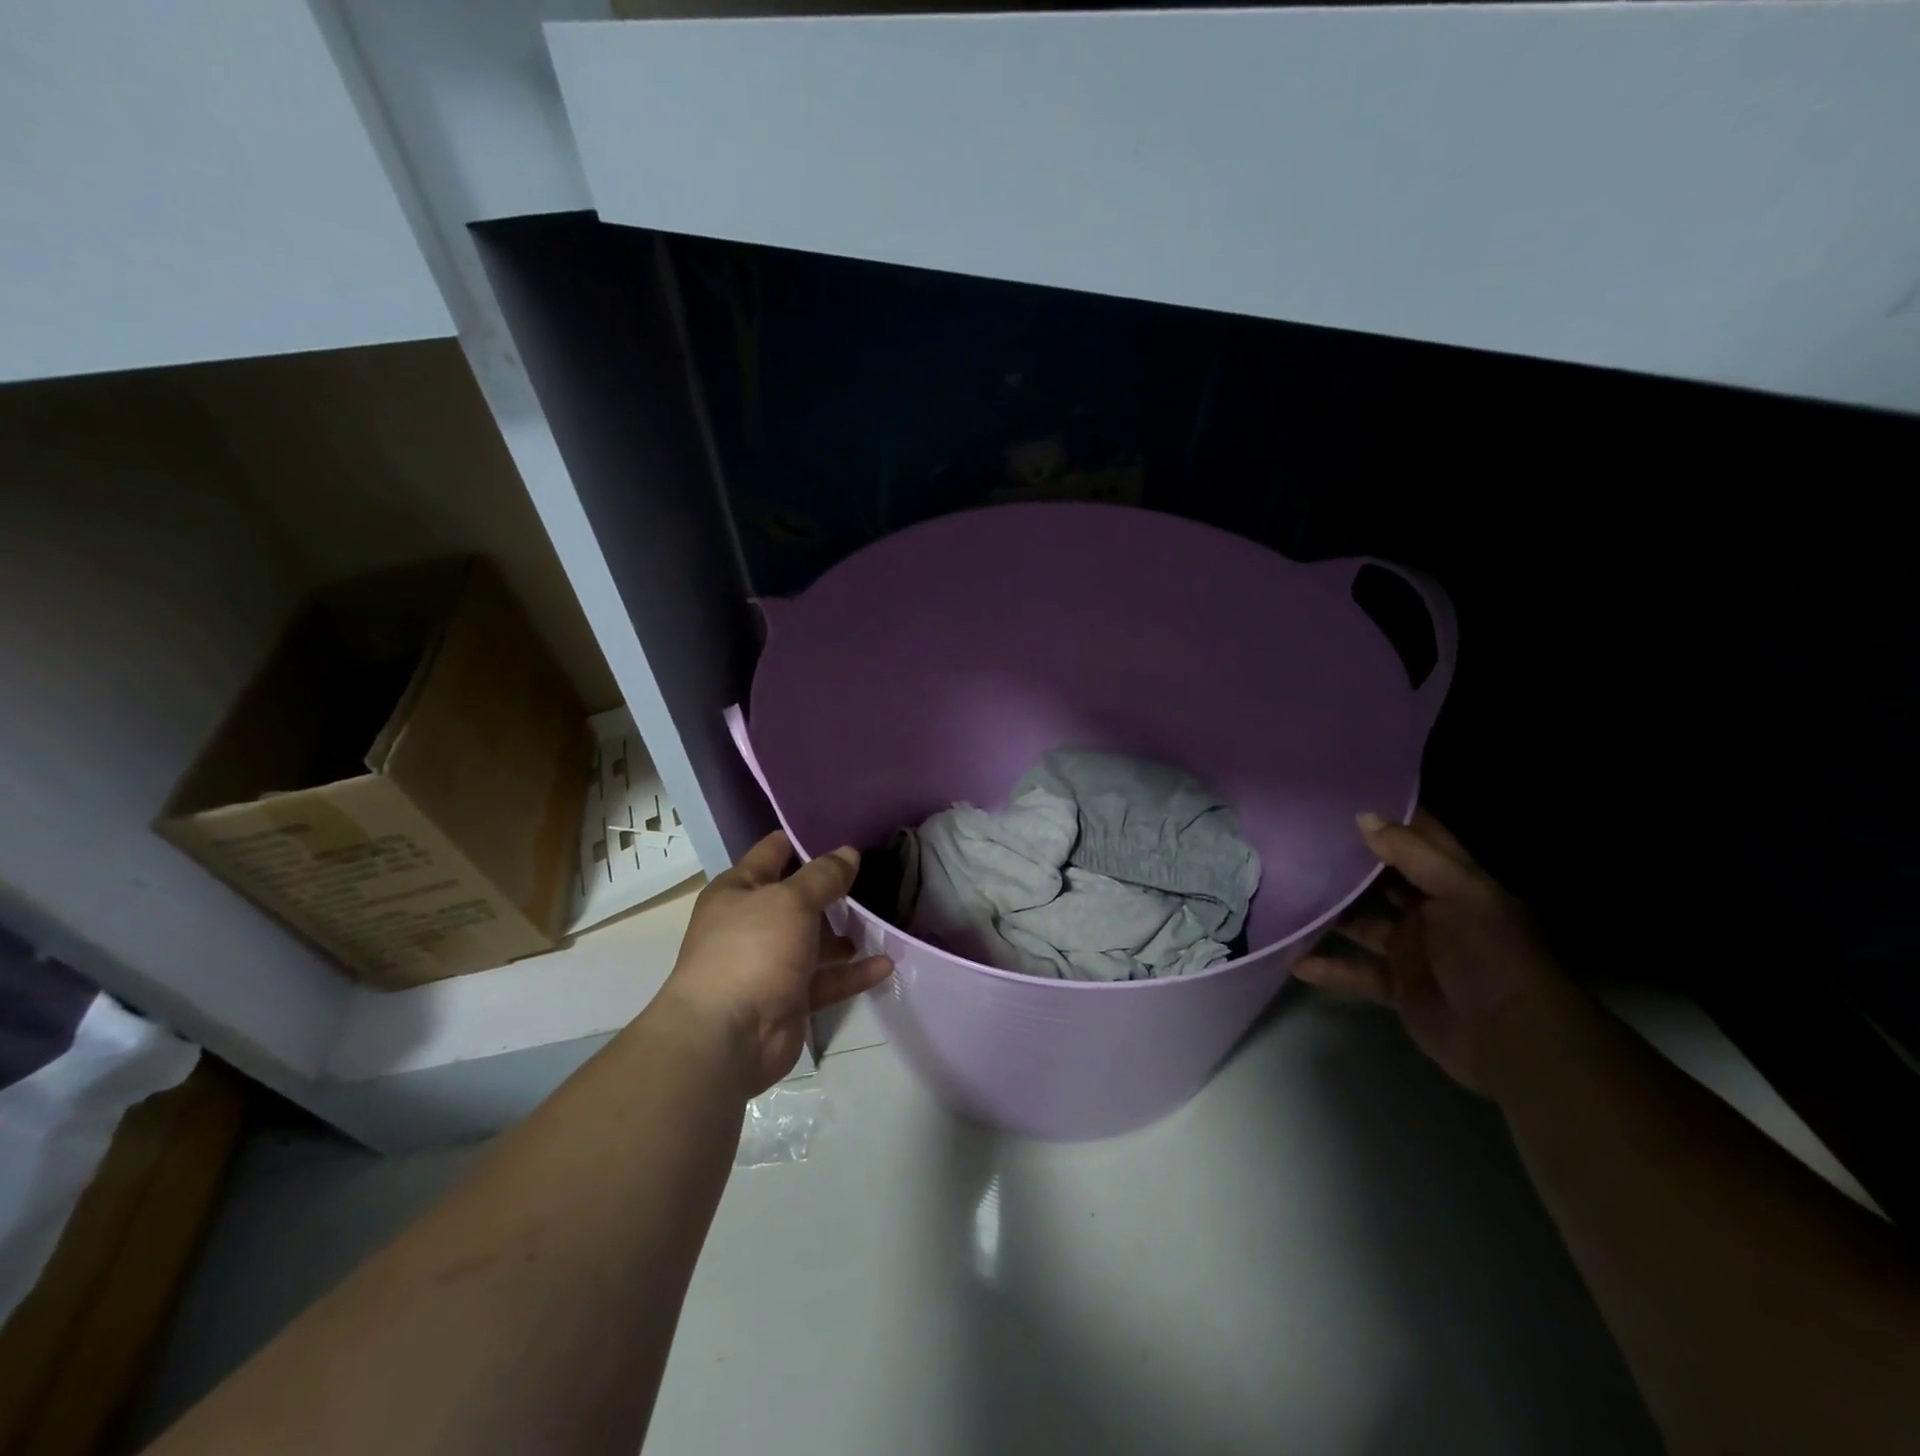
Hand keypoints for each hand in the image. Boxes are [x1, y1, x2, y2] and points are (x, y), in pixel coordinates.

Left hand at [658, 831, 893, 1097]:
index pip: (774, 852)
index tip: (844, 832)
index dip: (805, 840)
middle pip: (800, 898)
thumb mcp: (791, 901)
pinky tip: (886, 964)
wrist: (728, 1037)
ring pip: (817, 940)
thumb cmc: (752, 950)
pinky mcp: (791, 998)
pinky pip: (828, 979)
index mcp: (739, 891)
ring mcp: (772, 963)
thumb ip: (823, 876)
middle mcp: (753, 923)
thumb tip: (848, 852)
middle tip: (878, 874)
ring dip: (848, 933)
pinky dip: (853, 973)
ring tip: (885, 919)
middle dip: (835, 889)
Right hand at [1294, 810, 1562, 1092]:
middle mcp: (1433, 912)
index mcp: (1455, 884)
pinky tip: (1294, 960)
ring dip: (1331, 914)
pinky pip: (1355, 971)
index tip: (1342, 797)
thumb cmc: (1491, 955)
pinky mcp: (1398, 986)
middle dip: (1349, 863)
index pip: (1420, 840)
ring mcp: (1414, 950)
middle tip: (1300, 841)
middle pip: (1383, 880)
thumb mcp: (1460, 894)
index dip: (1389, 818)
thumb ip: (1412, 855)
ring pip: (1363, 923)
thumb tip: (1362, 817)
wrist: (1513, 1041)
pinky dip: (1328, 967)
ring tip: (1286, 894)